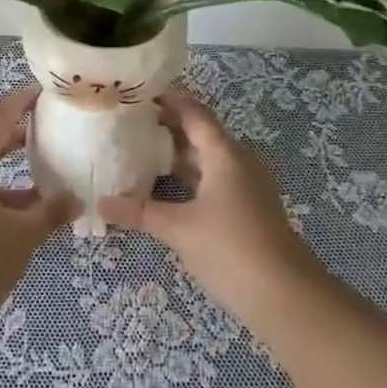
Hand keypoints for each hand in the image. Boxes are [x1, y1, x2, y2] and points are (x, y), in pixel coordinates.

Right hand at [99, 89, 322, 323]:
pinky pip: (213, 179)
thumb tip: (101, 203)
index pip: (194, 113)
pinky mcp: (248, 209)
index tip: (139, 90)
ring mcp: (246, 186)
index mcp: (224, 154)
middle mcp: (238, 162)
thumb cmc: (230, 249)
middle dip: (167, 125)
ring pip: (207, 158)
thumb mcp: (178, 229)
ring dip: (177, 153)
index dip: (169, 99)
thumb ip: (139, 212)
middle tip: (129, 120)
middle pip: (200, 133)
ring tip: (139, 149)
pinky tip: (164, 187)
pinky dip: (189, 176)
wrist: (285, 297)